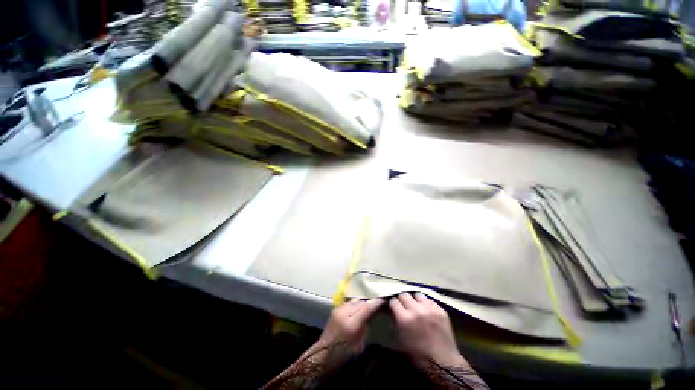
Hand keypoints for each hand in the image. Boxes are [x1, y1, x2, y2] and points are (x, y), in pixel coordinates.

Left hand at [307, 298, 382, 363]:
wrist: (323, 354)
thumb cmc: (343, 355)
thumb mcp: (359, 345)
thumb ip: (366, 327)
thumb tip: (372, 314)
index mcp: (351, 323)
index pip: (367, 307)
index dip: (377, 302)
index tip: (384, 297)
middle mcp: (345, 312)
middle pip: (361, 301)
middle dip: (371, 299)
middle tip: (379, 299)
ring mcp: (339, 309)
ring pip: (355, 299)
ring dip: (363, 300)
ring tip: (371, 301)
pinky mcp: (336, 308)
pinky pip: (350, 302)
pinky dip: (357, 302)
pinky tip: (361, 305)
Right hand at [389, 292, 467, 367]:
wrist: (443, 363)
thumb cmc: (418, 355)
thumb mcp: (400, 339)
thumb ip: (394, 321)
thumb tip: (391, 310)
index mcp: (404, 319)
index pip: (394, 301)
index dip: (392, 303)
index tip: (393, 306)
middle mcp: (416, 310)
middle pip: (404, 294)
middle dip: (402, 299)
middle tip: (403, 305)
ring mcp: (430, 309)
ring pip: (417, 294)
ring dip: (414, 299)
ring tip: (415, 305)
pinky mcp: (440, 310)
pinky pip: (429, 300)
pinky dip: (425, 303)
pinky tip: (425, 310)